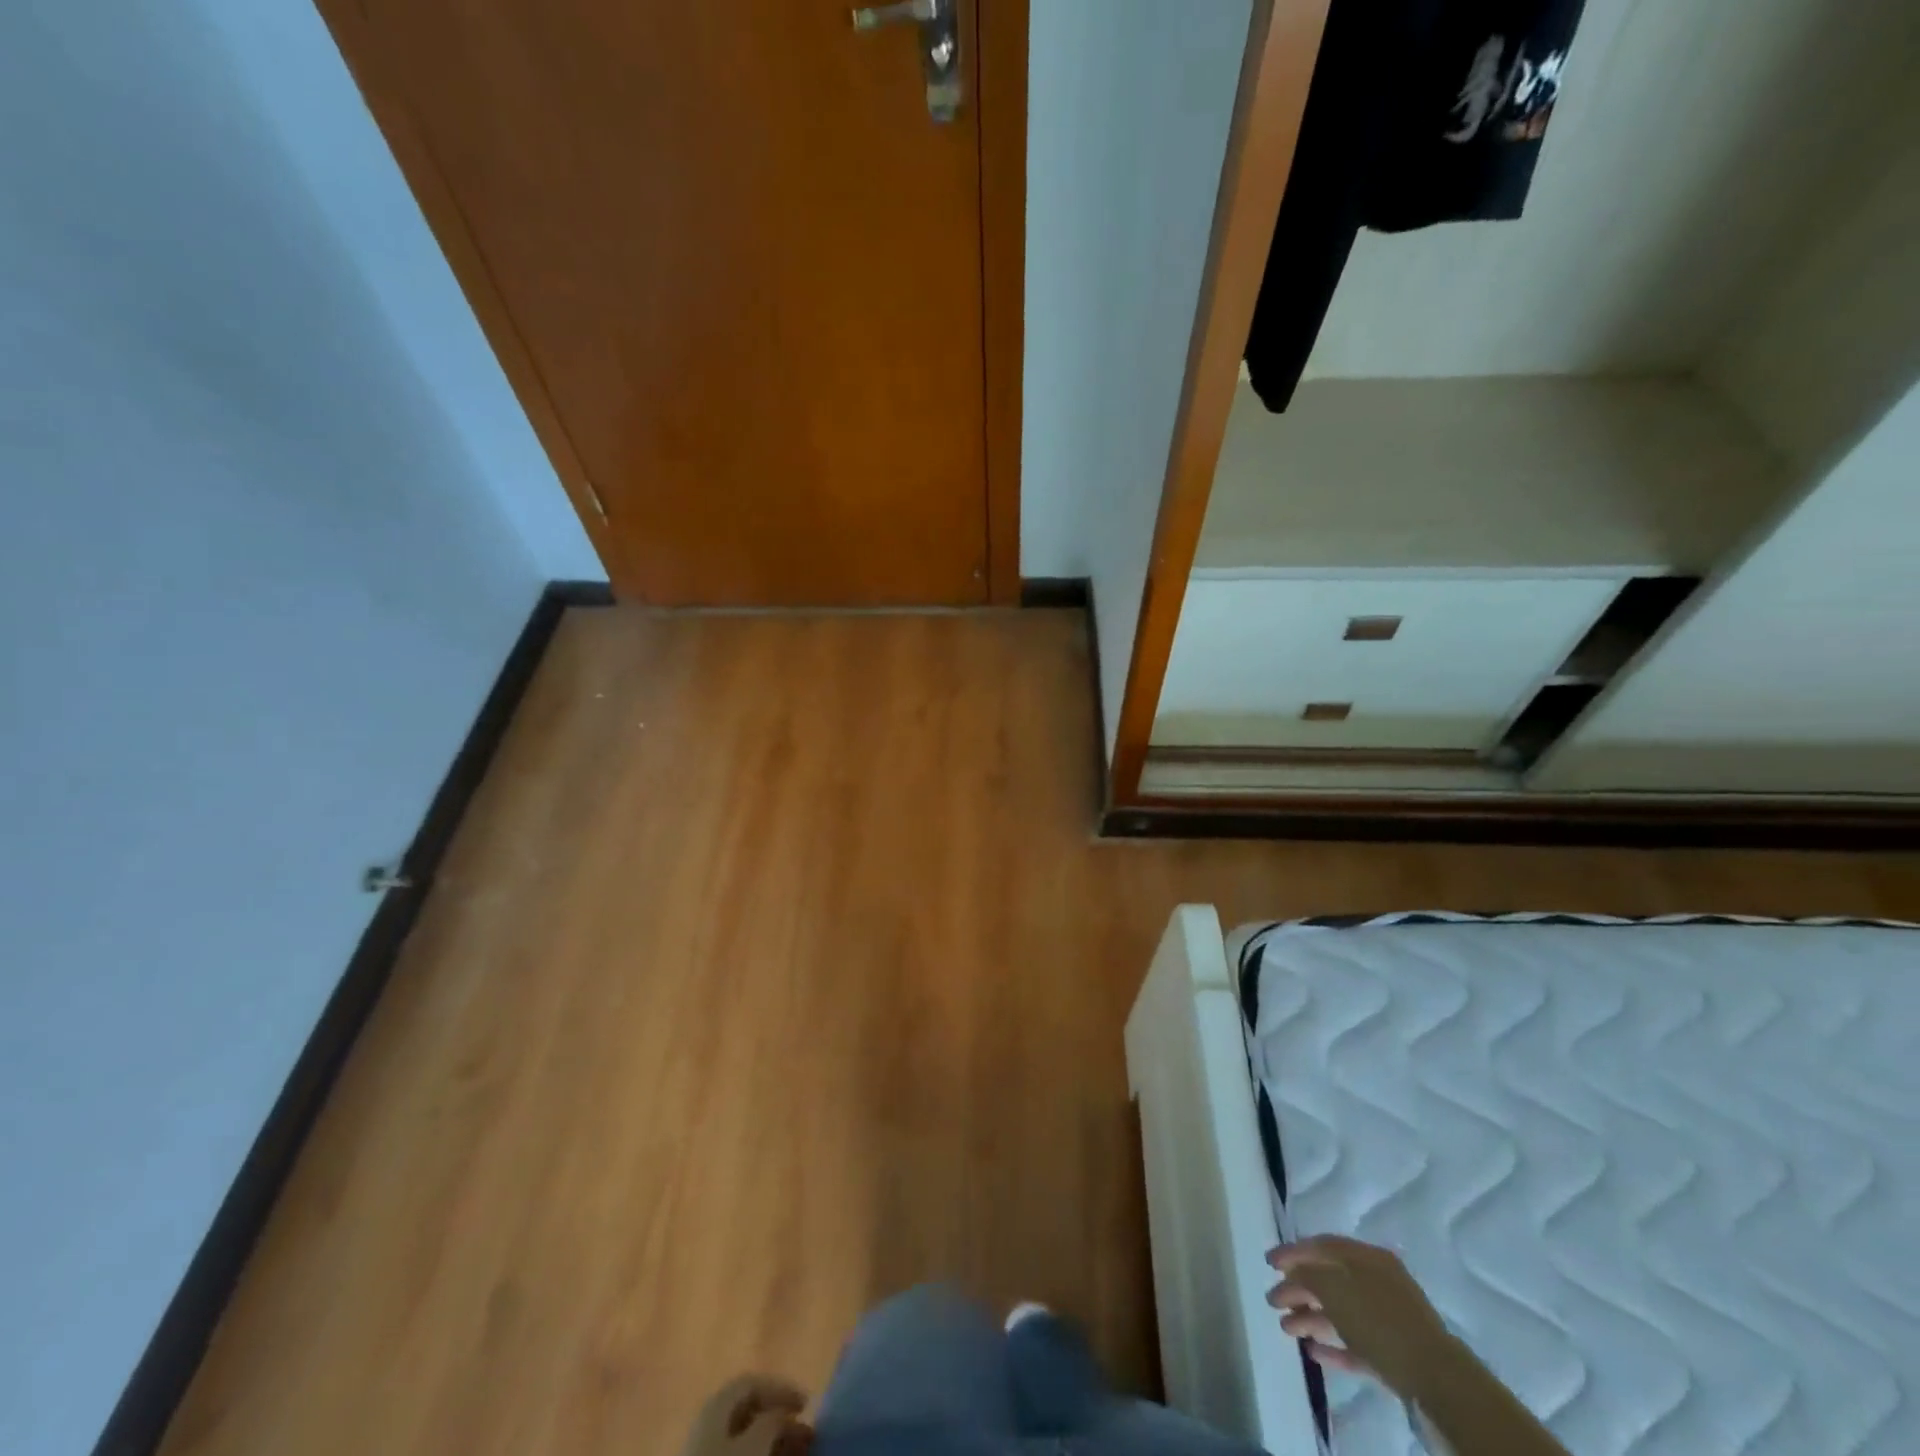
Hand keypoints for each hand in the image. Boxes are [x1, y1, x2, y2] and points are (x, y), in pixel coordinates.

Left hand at [680, 1375, 812, 1455]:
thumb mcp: (755, 1443)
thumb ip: (773, 1421)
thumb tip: (785, 1414)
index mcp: (718, 1401)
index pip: (753, 1381)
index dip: (781, 1388)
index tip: (807, 1404)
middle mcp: (709, 1418)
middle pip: (750, 1409)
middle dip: (780, 1417)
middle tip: (805, 1431)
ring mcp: (705, 1446)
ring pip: (746, 1435)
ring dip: (774, 1438)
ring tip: (798, 1448)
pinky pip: (739, 1451)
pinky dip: (761, 1452)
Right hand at [1266, 1236, 1459, 1397]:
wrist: (1438, 1380)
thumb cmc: (1380, 1321)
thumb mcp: (1334, 1289)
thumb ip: (1308, 1276)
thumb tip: (1294, 1274)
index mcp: (1366, 1257)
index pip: (1322, 1245)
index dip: (1292, 1252)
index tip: (1268, 1263)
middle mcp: (1376, 1281)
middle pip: (1330, 1280)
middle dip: (1298, 1289)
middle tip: (1273, 1300)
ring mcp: (1387, 1319)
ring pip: (1341, 1312)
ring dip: (1311, 1318)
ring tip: (1286, 1329)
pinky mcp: (1393, 1353)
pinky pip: (1356, 1342)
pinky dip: (1334, 1344)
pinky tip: (1314, 1352)